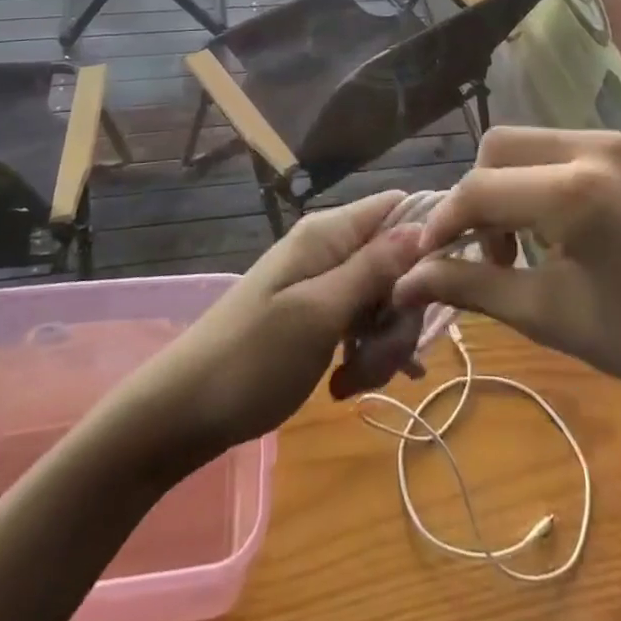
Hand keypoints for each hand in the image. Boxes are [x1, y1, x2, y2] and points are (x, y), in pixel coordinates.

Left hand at [125, 190, 425, 458]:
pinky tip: (350, 386)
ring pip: (382, 301)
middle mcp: (329, 250)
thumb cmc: (252, 359)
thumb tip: (423, 225)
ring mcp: (322, 284)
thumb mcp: (320, 313)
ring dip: (381, 344)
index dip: (426, 240)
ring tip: (353, 381)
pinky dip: (363, 354)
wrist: (183, 413)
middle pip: (397, 264)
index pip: (398, 207)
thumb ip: (373, 268)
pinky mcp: (317, 317)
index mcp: (329, 234)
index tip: (437, 289)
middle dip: (400, 314)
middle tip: (380, 360)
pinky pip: (359, 325)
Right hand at [391, 127, 620, 453]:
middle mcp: (598, 145)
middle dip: (479, 194)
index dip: (445, 222)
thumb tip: (405, 279)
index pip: (480, 189)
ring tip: (532, 242)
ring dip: (515, 184)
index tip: (429, 257)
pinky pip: (577, 147)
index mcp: (575, 189)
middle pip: (501, 145)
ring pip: (537, 141)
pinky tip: (573, 225)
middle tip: (490, 251)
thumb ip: (471, 285)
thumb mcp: (548, 314)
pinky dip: (554, 178)